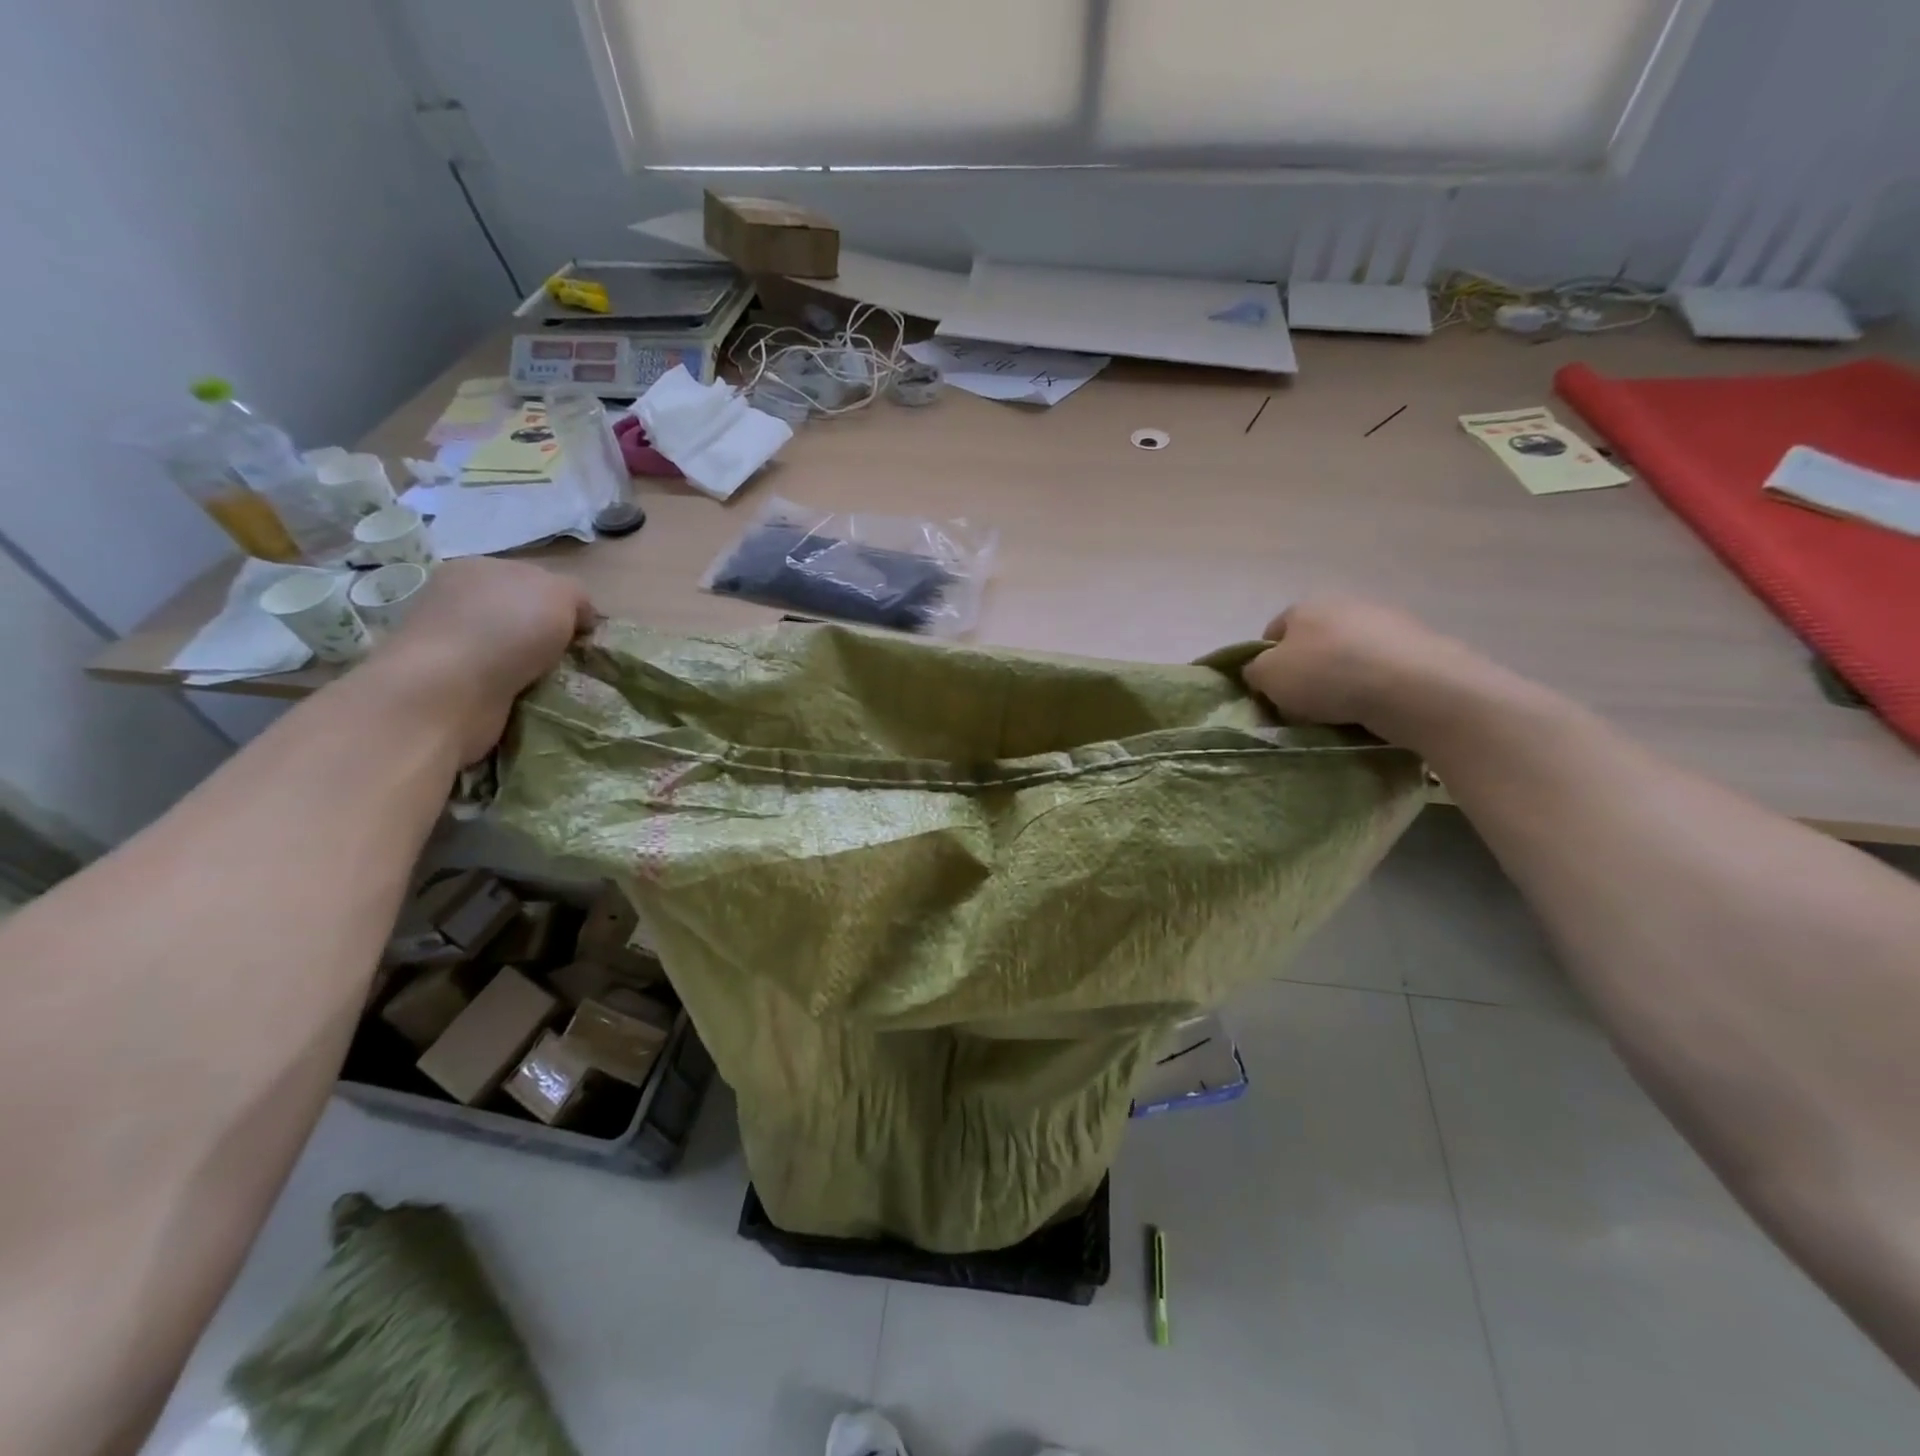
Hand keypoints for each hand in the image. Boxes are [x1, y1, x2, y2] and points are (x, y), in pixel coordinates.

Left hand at [372, 559, 594, 762]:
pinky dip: (516, 688)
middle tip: (571, 657)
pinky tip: (528, 696)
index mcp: (478, 567)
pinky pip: (496, 680)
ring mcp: (448, 640)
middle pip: (521, 614)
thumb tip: (578, 616)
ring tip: (554, 681)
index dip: (565, 603)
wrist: (449, 689)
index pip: (534, 580)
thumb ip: (576, 595)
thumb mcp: (561, 593)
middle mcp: (457, 598)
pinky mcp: (446, 681)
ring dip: (532, 665)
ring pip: (509, 649)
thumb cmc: (507, 628)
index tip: (583, 630)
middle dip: (547, 635)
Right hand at [1243, 596, 1498, 743]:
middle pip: (1313, 643)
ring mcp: (1387, 621)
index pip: (1272, 633)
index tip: (1272, 694)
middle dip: (1306, 671)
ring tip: (1343, 712)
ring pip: (1349, 655)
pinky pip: (1382, 668)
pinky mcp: (1420, 644)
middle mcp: (1345, 604)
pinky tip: (1375, 709)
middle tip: (1305, 706)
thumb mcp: (1268, 677)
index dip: (1266, 664)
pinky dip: (1375, 686)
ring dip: (1343, 679)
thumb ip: (1254, 671)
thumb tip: (1260, 671)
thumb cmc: (1327, 676)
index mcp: (1305, 607)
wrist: (1413, 687)